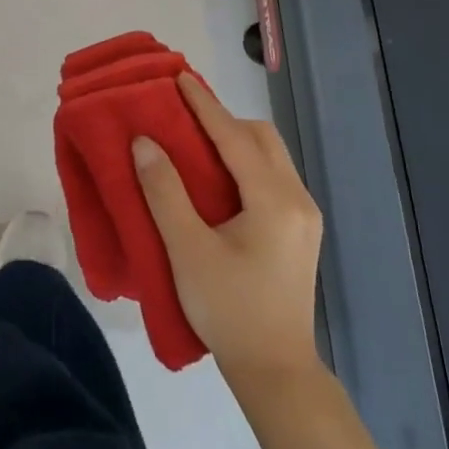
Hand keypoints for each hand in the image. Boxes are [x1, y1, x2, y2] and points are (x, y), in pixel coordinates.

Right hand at [133, 73, 324, 387]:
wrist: (275, 370)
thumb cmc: (228, 310)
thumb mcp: (187, 251)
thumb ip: (164, 192)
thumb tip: (145, 143)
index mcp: (274, 200)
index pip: (234, 137)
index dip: (204, 105)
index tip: (179, 78)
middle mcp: (297, 199)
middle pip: (261, 139)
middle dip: (223, 119)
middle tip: (182, 116)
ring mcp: (303, 216)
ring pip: (269, 158)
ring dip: (234, 141)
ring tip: (193, 143)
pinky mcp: (298, 232)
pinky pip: (270, 178)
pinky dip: (242, 164)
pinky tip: (215, 179)